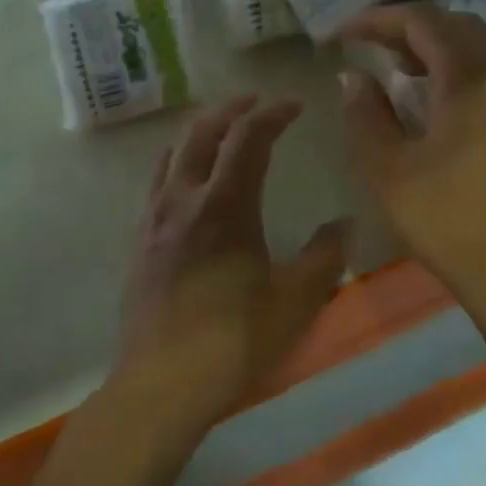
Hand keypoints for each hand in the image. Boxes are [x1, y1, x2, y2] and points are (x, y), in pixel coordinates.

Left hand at [115, 96, 349, 429]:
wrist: (161, 383)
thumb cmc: (233, 341)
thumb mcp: (295, 301)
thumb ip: (324, 256)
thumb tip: (345, 223)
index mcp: (224, 204)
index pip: (248, 138)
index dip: (272, 114)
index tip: (294, 105)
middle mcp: (184, 198)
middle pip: (203, 132)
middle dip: (231, 109)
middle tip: (256, 102)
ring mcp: (155, 218)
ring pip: (174, 152)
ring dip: (201, 130)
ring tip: (222, 127)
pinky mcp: (140, 241)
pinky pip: (158, 180)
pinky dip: (179, 159)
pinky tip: (189, 178)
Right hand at [339, 5, 485, 321]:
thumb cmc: (452, 223)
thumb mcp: (388, 169)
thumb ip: (364, 113)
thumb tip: (353, 76)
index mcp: (475, 76)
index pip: (422, 21)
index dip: (375, 19)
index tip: (338, 34)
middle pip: (455, 25)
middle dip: (406, 27)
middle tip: (366, 46)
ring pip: (480, 47)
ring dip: (435, 47)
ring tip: (396, 69)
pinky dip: (460, 69)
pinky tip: (438, 100)